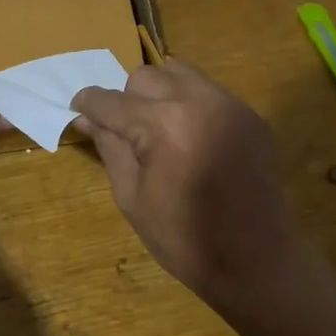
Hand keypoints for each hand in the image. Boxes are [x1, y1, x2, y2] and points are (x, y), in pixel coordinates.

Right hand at [70, 61, 312, 308]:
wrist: (257, 262)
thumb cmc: (185, 240)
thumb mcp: (133, 198)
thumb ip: (110, 148)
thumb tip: (86, 118)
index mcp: (163, 125)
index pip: (111, 101)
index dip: (88, 104)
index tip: (78, 110)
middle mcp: (198, 101)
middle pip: (145, 77)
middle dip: (127, 100)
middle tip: (127, 134)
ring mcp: (231, 104)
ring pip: (180, 73)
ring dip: (160, 93)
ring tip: (160, 129)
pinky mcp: (251, 116)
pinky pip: (210, 92)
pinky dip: (191, 104)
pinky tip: (193, 140)